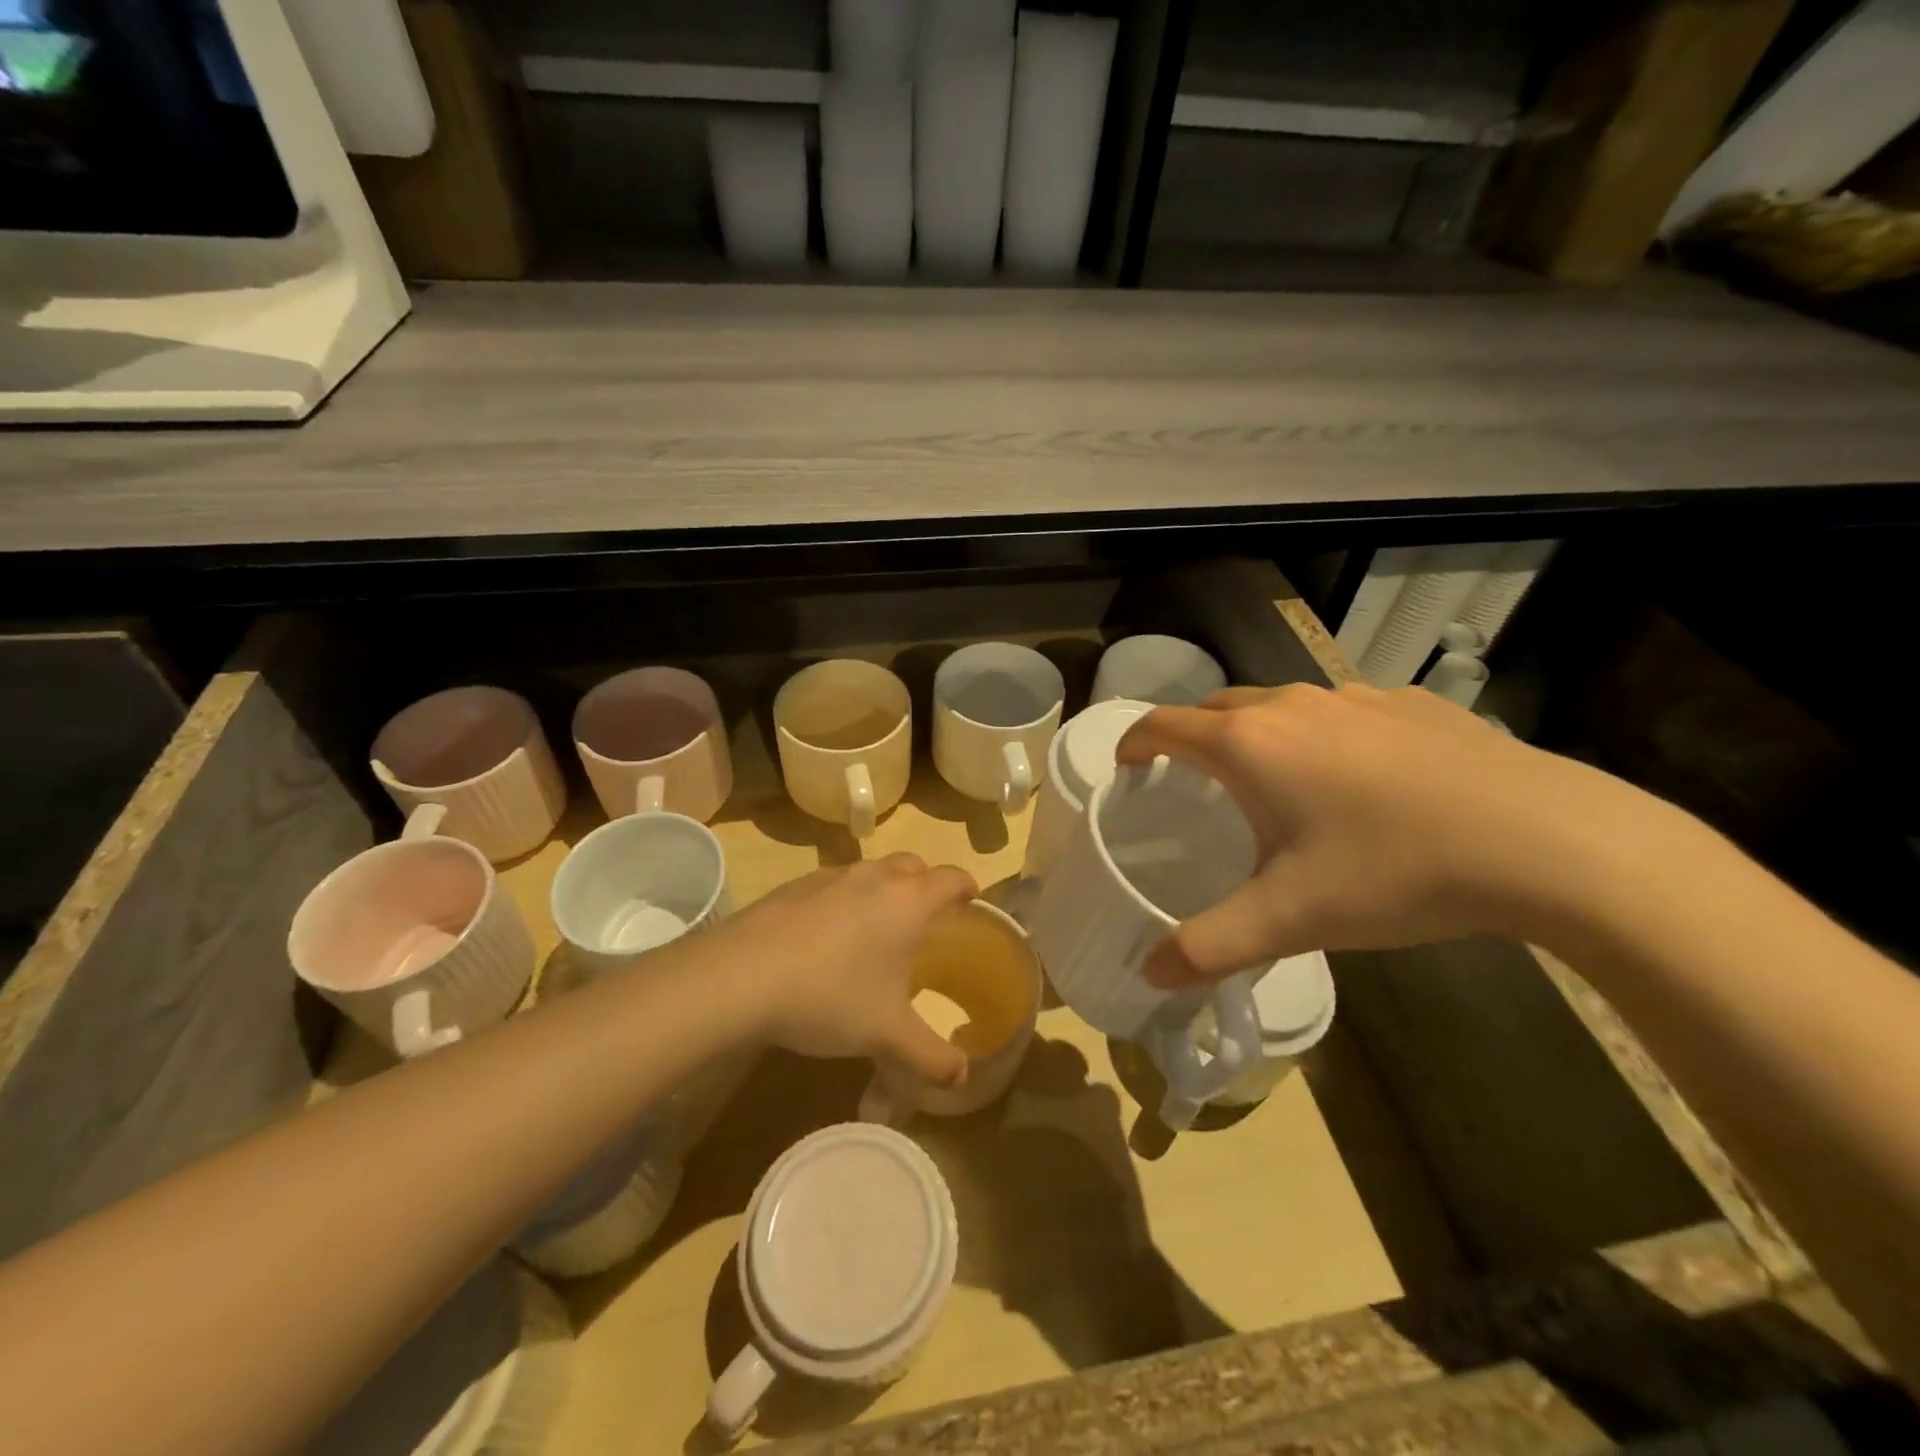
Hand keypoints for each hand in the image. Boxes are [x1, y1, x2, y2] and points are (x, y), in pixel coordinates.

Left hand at [717, 855, 978, 1087]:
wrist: (741, 975)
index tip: (970, 903)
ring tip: (877, 930)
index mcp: (908, 901)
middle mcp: (875, 877)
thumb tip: (962, 1078)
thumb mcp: (886, 1035)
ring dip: (884, 890)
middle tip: (926, 920)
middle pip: (914, 865)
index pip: (952, 877)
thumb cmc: (830, 996)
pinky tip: (827, 938)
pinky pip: (835, 883)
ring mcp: (831, 875)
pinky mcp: (795, 885)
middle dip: (926, 884)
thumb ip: (930, 1057)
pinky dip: (845, 899)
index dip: (967, 887)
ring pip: (872, 870)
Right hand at [1115, 683, 1670, 987]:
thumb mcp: (1289, 918)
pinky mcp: (1410, 704)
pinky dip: (1324, 734)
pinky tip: (1362, 781)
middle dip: (1193, 737)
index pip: (1163, 725)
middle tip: (1195, 782)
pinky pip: (1343, 710)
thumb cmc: (1392, 870)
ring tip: (1278, 784)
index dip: (1134, 744)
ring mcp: (1355, 697)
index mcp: (1248, 745)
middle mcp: (1291, 705)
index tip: (1129, 769)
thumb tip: (1149, 975)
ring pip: (1282, 704)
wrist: (1543, 839)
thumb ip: (1210, 947)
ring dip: (1260, 734)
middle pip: (1217, 708)